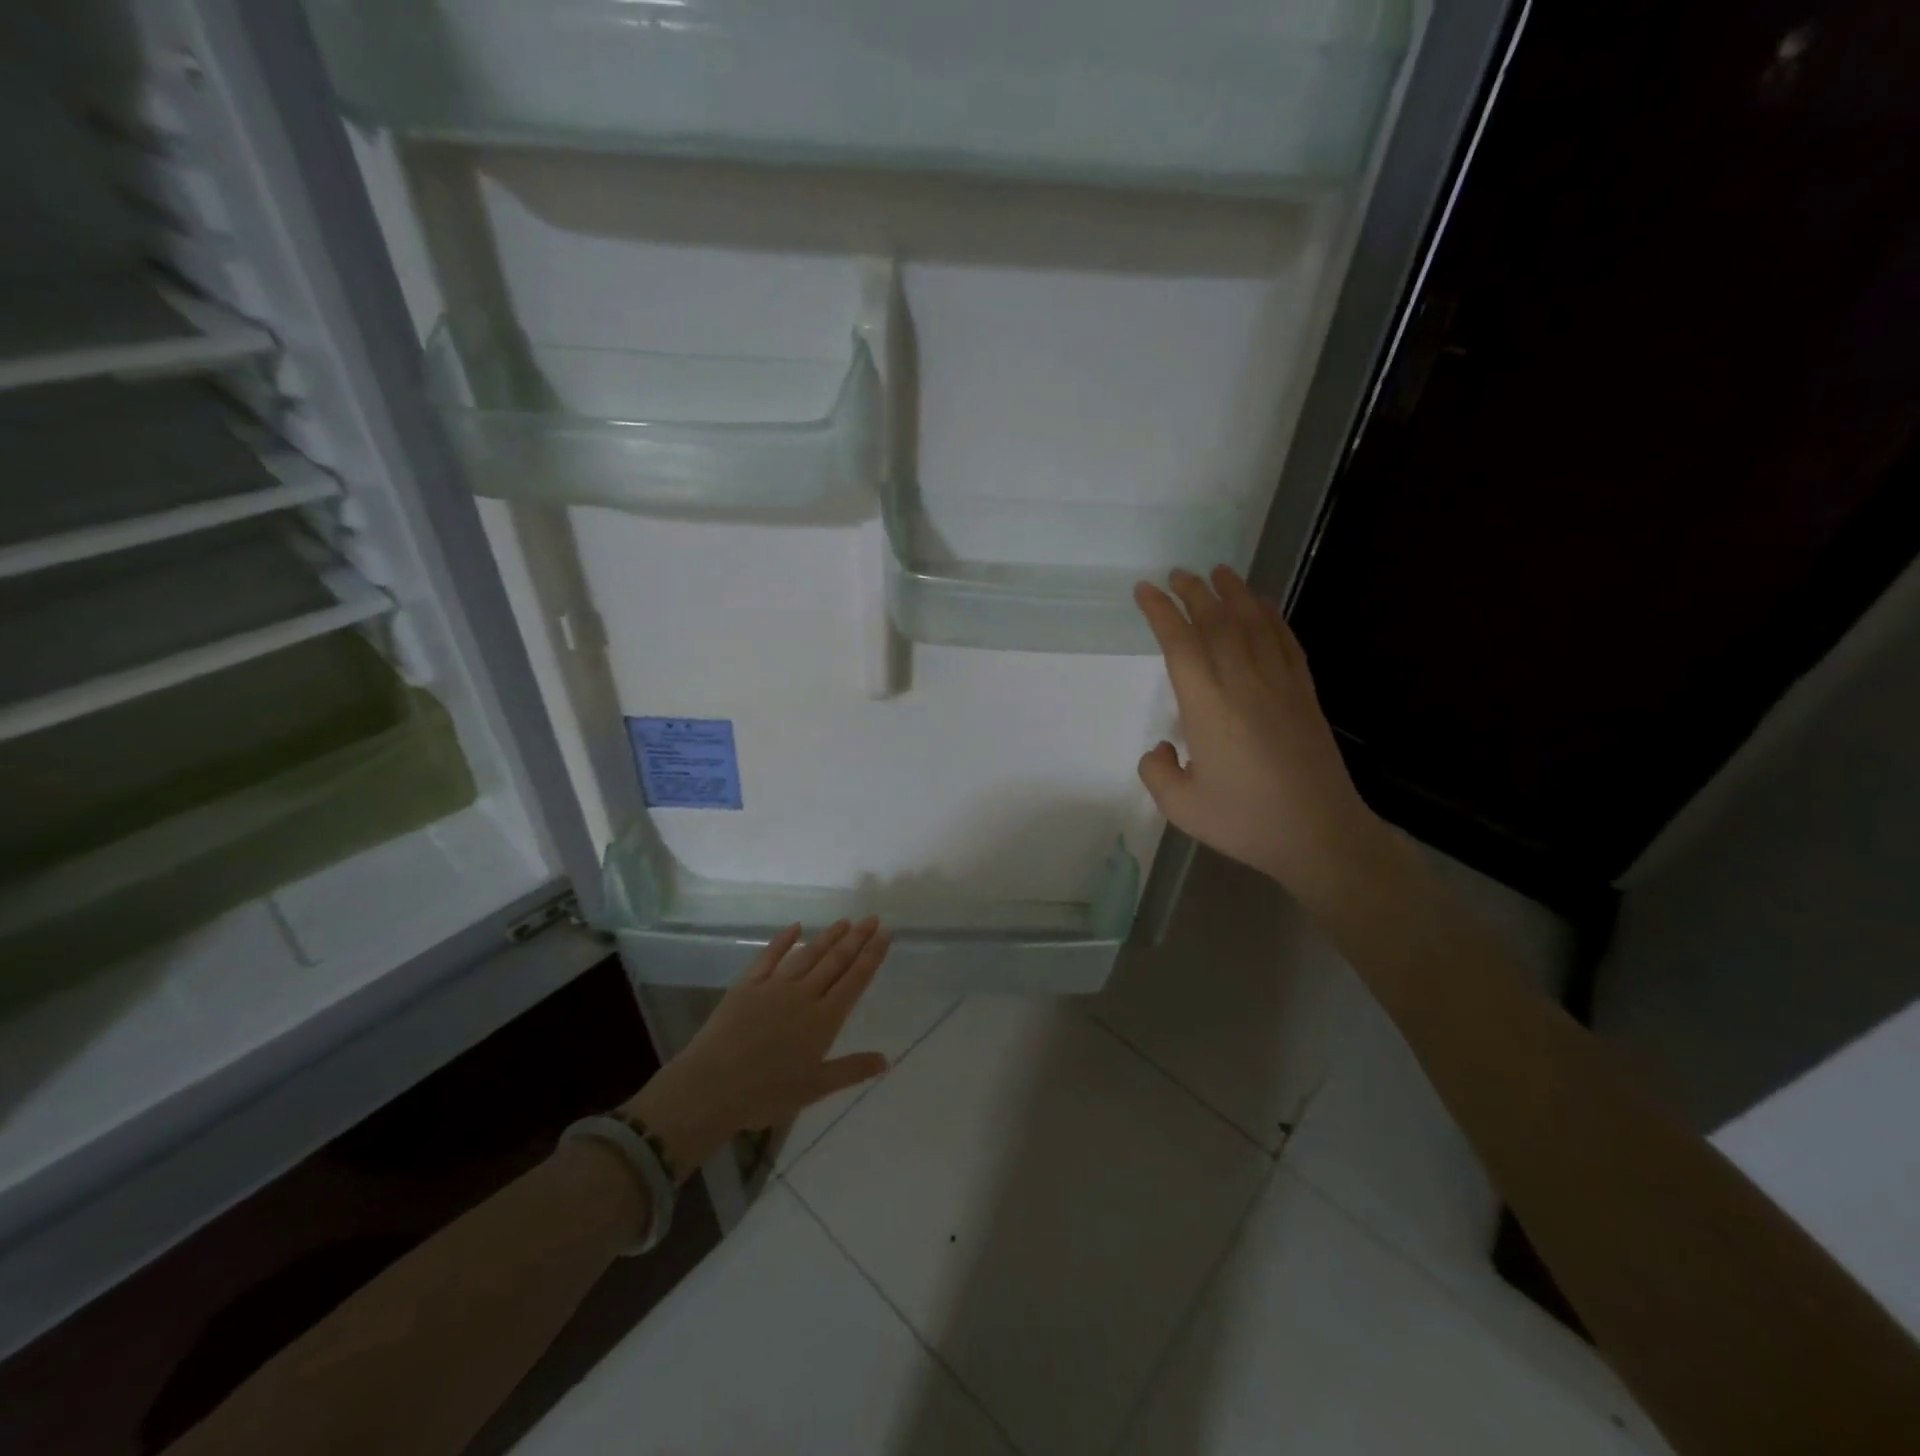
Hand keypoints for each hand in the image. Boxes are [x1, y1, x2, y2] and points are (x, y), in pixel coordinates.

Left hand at [624, 918, 891, 1179]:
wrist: (712, 1087)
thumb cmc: (767, 1093)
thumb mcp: (815, 1088)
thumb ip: (852, 1070)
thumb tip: (887, 1060)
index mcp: (824, 1019)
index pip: (855, 980)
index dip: (872, 956)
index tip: (886, 934)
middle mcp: (804, 995)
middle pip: (836, 961)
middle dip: (857, 938)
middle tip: (872, 918)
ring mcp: (775, 986)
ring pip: (808, 954)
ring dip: (828, 936)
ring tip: (844, 921)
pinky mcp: (748, 985)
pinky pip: (770, 956)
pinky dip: (784, 940)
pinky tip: (796, 926)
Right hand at [1134, 566, 1390, 909]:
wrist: (1319, 834)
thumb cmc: (1245, 820)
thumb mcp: (1181, 806)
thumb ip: (1157, 771)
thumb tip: (1162, 748)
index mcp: (1207, 705)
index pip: (1180, 643)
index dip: (1161, 612)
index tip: (1146, 590)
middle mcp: (1243, 683)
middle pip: (1217, 622)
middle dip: (1194, 593)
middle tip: (1177, 574)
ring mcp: (1279, 684)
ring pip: (1253, 623)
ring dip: (1233, 593)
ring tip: (1218, 572)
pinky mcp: (1304, 694)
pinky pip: (1285, 641)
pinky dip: (1270, 616)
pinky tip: (1262, 606)